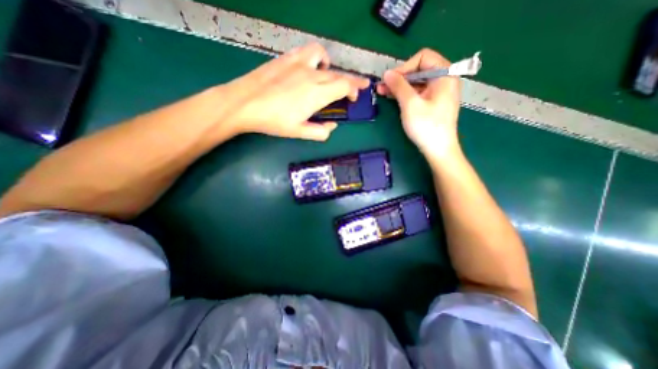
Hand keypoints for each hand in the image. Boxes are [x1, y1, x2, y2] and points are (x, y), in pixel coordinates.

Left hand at [221, 42, 368, 140]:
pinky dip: (316, 57)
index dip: (354, 89)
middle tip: (353, 89)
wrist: (245, 103)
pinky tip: (311, 66)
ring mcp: (298, 64)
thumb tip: (332, 127)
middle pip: (338, 74)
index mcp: (316, 94)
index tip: (356, 96)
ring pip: (324, 59)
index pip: (344, 86)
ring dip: (332, 67)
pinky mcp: (287, 58)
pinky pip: (307, 51)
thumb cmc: (273, 121)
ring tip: (329, 76)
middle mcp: (311, 76)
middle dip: (350, 82)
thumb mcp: (299, 132)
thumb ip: (320, 132)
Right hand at [375, 47, 461, 159]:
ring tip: (382, 92)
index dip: (404, 67)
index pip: (423, 57)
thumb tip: (387, 73)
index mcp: (445, 74)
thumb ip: (399, 86)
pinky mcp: (433, 103)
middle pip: (419, 70)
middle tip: (382, 86)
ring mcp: (439, 92)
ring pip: (417, 82)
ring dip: (399, 86)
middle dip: (399, 77)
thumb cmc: (426, 126)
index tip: (390, 80)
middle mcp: (444, 79)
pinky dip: (405, 94)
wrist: (438, 149)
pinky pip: (418, 93)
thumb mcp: (410, 104)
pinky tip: (393, 97)